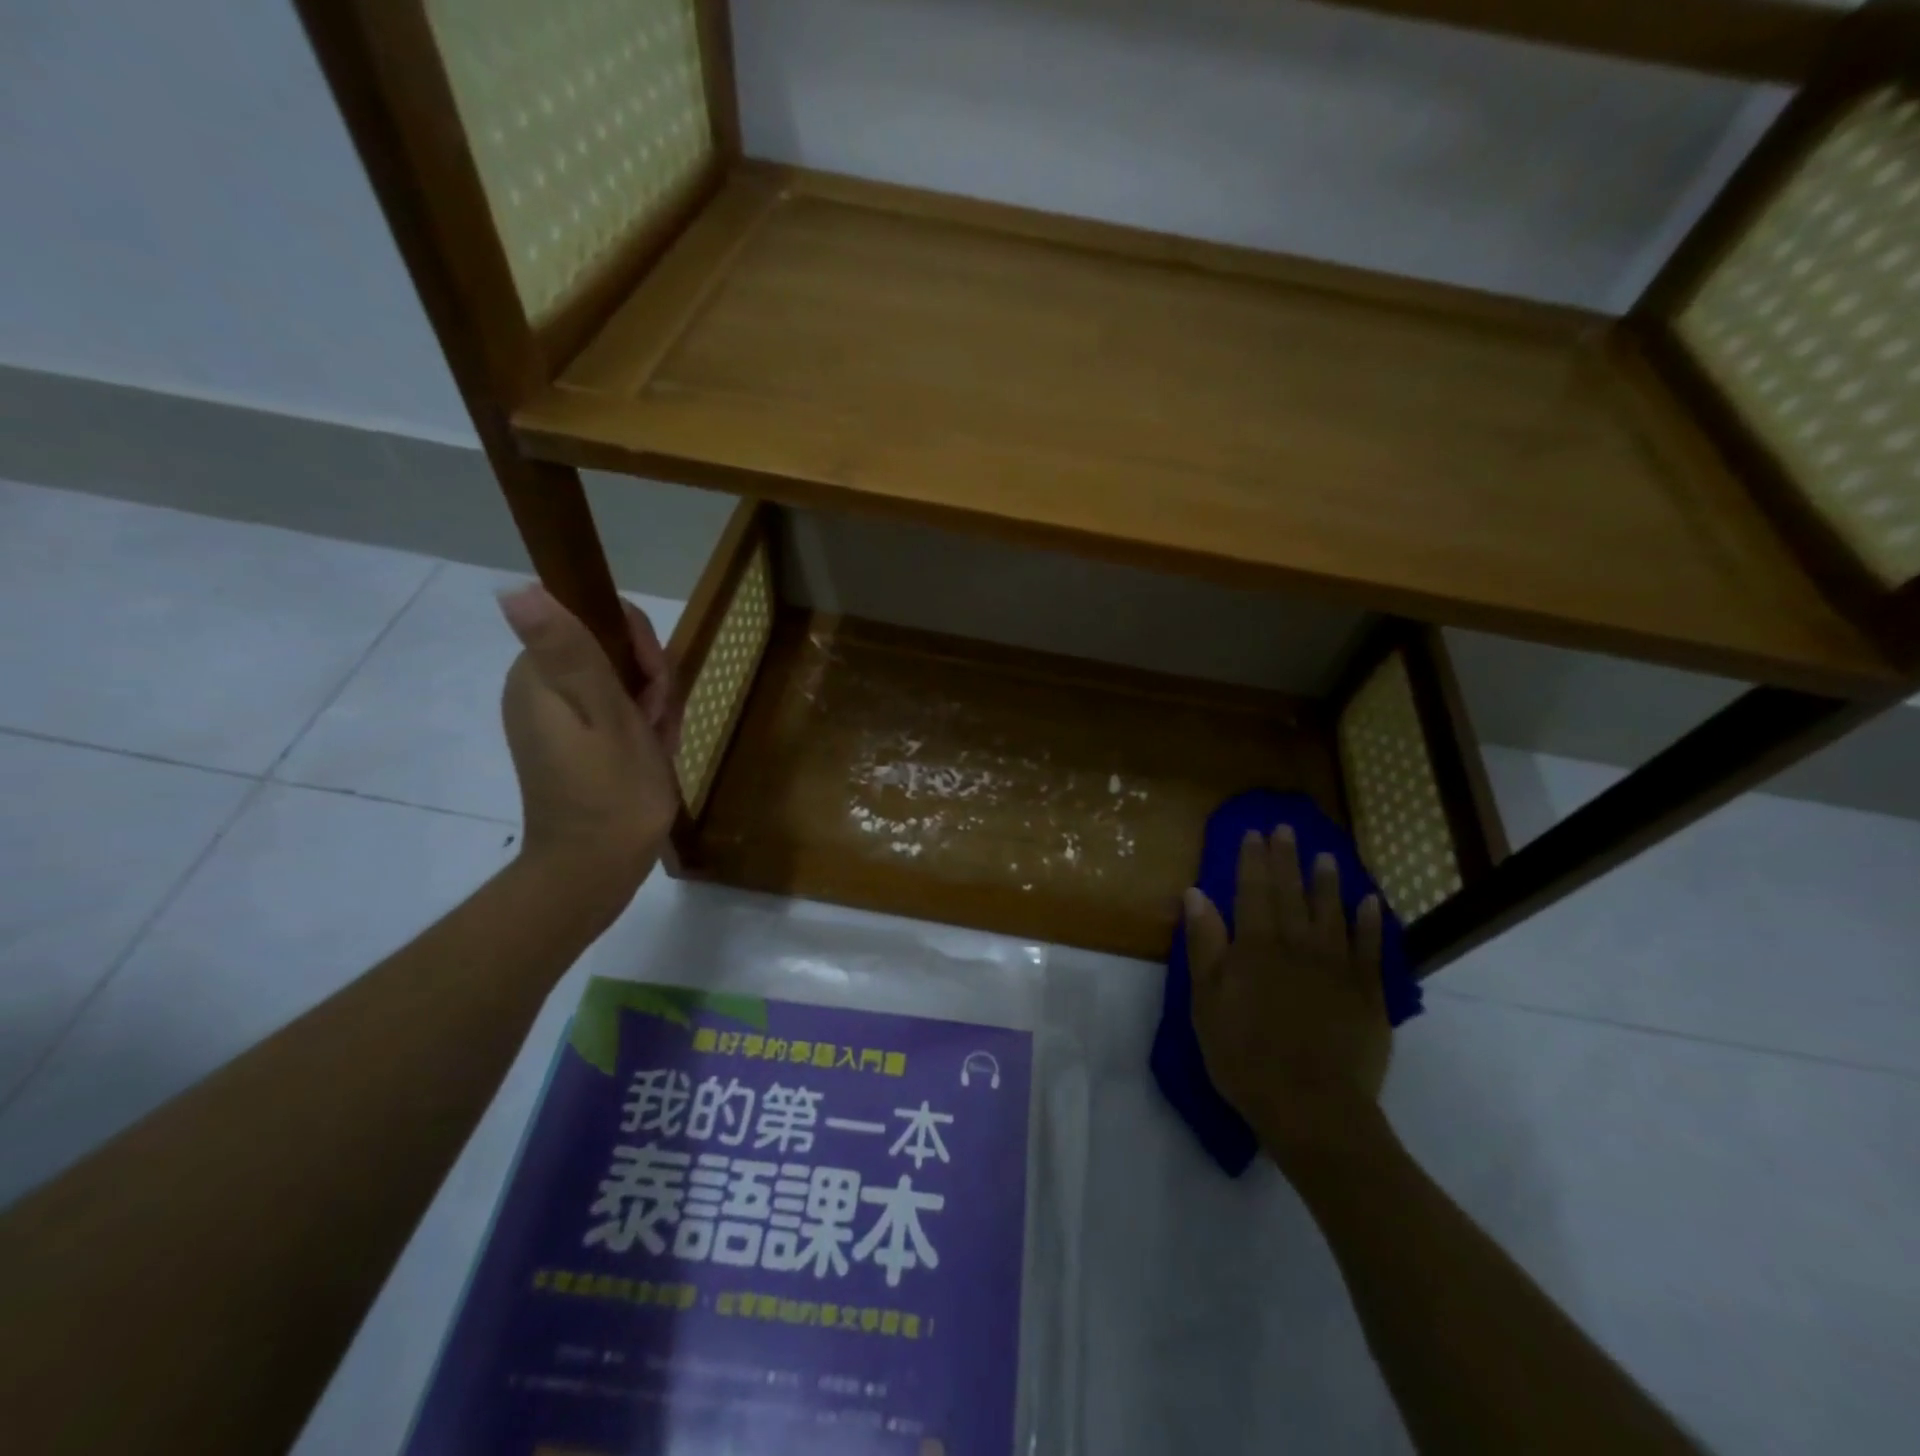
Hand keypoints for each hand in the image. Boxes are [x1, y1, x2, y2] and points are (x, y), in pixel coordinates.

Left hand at [498, 585, 680, 909]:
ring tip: (659, 745)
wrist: (595, 869)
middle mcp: (540, 688)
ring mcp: (556, 717)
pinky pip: (617, 711)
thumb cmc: (612, 793)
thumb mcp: (606, 715)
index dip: (639, 646)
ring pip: (622, 682)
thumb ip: (572, 651)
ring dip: (652, 708)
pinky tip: (655, 753)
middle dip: (650, 683)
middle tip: (659, 724)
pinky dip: (643, 728)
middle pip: (613, 651)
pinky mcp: (571, 740)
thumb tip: (515, 588)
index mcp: (540, 676)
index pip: (597, 620)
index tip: (655, 690)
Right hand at [1185, 828, 1390, 1169]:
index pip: (1252, 892)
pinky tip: (1371, 902)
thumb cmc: (1245, 1056)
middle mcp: (1298, 946)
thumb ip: (1204, 944)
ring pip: (1332, 912)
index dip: (1252, 861)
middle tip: (1286, 828)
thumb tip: (1195, 893)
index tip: (1253, 833)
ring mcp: (1337, 968)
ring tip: (1327, 855)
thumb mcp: (1206, 1001)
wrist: (1312, 1107)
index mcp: (1256, 947)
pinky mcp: (1368, 994)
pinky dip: (1371, 922)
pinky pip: (1370, 948)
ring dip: (1328, 881)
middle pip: (1291, 894)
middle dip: (1286, 859)